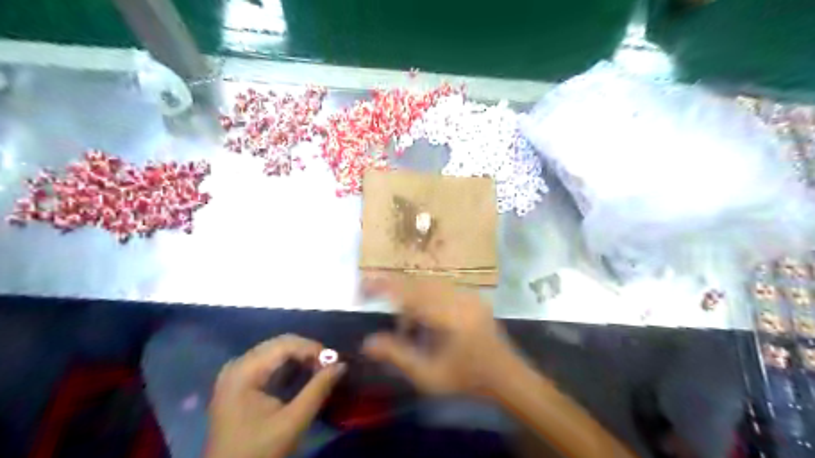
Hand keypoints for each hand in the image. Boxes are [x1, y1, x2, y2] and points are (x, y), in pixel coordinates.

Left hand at [207, 333, 342, 457]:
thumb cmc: (258, 451)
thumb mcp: (293, 422)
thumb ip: (318, 389)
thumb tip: (342, 364)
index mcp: (244, 371)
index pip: (285, 344)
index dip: (313, 348)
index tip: (335, 362)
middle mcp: (237, 365)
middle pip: (279, 344)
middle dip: (308, 352)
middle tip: (329, 367)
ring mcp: (235, 373)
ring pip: (275, 351)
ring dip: (300, 357)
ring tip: (320, 371)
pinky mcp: (238, 382)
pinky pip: (267, 362)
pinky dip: (288, 365)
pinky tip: (302, 375)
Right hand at [364, 275, 522, 396]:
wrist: (507, 377)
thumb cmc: (467, 379)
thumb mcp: (428, 375)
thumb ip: (397, 355)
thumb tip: (367, 342)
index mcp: (448, 315)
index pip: (409, 291)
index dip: (384, 285)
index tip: (365, 284)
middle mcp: (458, 298)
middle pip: (419, 284)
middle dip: (399, 297)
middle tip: (395, 324)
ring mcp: (468, 295)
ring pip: (430, 286)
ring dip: (415, 301)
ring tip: (412, 329)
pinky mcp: (473, 297)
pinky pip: (443, 290)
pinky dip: (429, 300)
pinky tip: (431, 323)